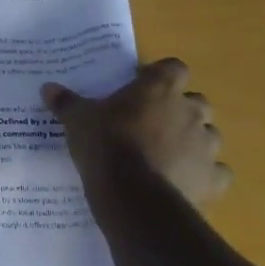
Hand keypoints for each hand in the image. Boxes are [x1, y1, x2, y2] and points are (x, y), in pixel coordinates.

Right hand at [42, 59, 231, 204]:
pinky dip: (203, 174)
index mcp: (159, 89)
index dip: (160, 75)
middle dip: (180, 109)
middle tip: (152, 121)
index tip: (141, 85)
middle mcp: (190, 112)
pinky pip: (216, 172)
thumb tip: (48, 88)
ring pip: (209, 136)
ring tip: (167, 153)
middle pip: (196, 101)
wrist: (134, 197)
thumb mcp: (77, 120)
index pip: (173, 68)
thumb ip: (66, 102)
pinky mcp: (213, 180)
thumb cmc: (106, 145)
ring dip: (193, 141)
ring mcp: (206, 147)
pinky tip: (183, 180)